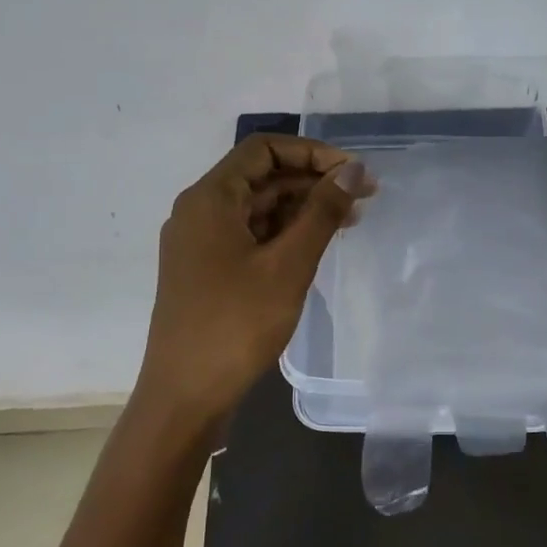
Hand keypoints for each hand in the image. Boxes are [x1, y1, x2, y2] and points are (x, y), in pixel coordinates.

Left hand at [135, 133, 372, 426]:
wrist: (184, 397)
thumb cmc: (235, 325)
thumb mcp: (288, 265)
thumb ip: (322, 212)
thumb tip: (353, 170)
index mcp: (210, 199)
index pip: (263, 149)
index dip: (311, 152)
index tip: (352, 173)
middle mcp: (200, 211)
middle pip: (261, 177)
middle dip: (312, 180)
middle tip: (363, 197)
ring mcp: (201, 243)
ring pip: (257, 208)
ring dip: (302, 208)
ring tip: (350, 221)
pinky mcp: (207, 270)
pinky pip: (250, 235)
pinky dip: (284, 234)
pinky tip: (316, 246)